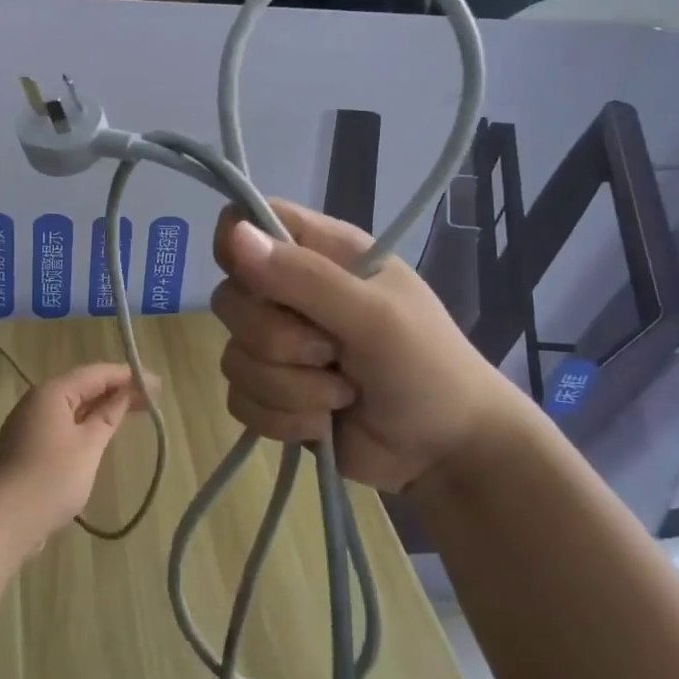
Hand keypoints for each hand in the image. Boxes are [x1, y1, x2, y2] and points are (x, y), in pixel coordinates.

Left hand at [0, 363, 155, 547]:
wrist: (3, 520)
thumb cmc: (52, 477)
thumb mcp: (88, 446)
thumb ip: (108, 417)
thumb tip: (123, 395)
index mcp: (52, 393)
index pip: (96, 373)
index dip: (128, 376)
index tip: (156, 383)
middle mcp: (37, 401)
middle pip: (83, 388)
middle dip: (116, 391)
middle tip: (150, 399)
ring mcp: (28, 425)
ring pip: (72, 408)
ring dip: (101, 408)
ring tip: (130, 412)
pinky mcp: (25, 447)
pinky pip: (62, 425)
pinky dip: (84, 425)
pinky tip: (99, 435)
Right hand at [210, 199, 533, 492]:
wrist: (447, 455)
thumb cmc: (428, 369)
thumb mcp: (374, 317)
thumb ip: (304, 277)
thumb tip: (235, 235)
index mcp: (322, 253)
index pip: (248, 222)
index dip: (237, 245)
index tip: (253, 280)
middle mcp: (292, 293)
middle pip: (230, 298)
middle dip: (277, 340)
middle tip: (332, 352)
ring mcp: (279, 347)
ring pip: (234, 357)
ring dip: (290, 388)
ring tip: (342, 394)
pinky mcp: (272, 394)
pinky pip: (240, 399)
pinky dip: (282, 419)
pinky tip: (322, 423)